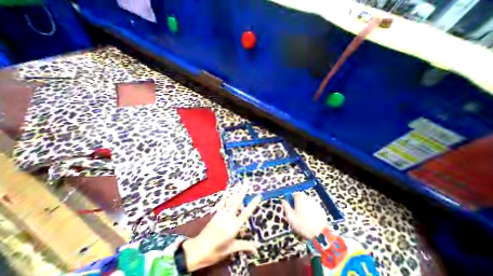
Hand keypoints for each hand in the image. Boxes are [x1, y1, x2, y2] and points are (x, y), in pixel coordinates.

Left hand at [180, 186, 258, 270]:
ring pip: (230, 200)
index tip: (258, 196)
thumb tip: (257, 248)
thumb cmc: (216, 251)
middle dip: (242, 191)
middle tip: (247, 182)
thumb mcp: (231, 249)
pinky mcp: (216, 213)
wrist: (198, 249)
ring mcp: (221, 214)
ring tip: (239, 183)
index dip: (252, 205)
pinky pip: (222, 203)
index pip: (245, 214)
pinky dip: (225, 195)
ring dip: (235, 191)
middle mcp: (228, 218)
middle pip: (237, 202)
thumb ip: (244, 245)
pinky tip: (228, 189)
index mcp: (233, 227)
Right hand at [281, 192, 325, 239]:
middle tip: (296, 212)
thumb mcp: (290, 216)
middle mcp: (308, 198)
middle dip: (298, 202)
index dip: (291, 199)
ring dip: (304, 206)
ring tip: (303, 217)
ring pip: (307, 202)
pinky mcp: (321, 209)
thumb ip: (286, 206)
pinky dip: (311, 211)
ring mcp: (315, 203)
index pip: (294, 194)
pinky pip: (313, 207)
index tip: (290, 206)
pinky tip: (310, 219)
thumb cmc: (302, 224)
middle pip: (301, 197)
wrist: (320, 235)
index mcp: (300, 198)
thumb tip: (283, 200)